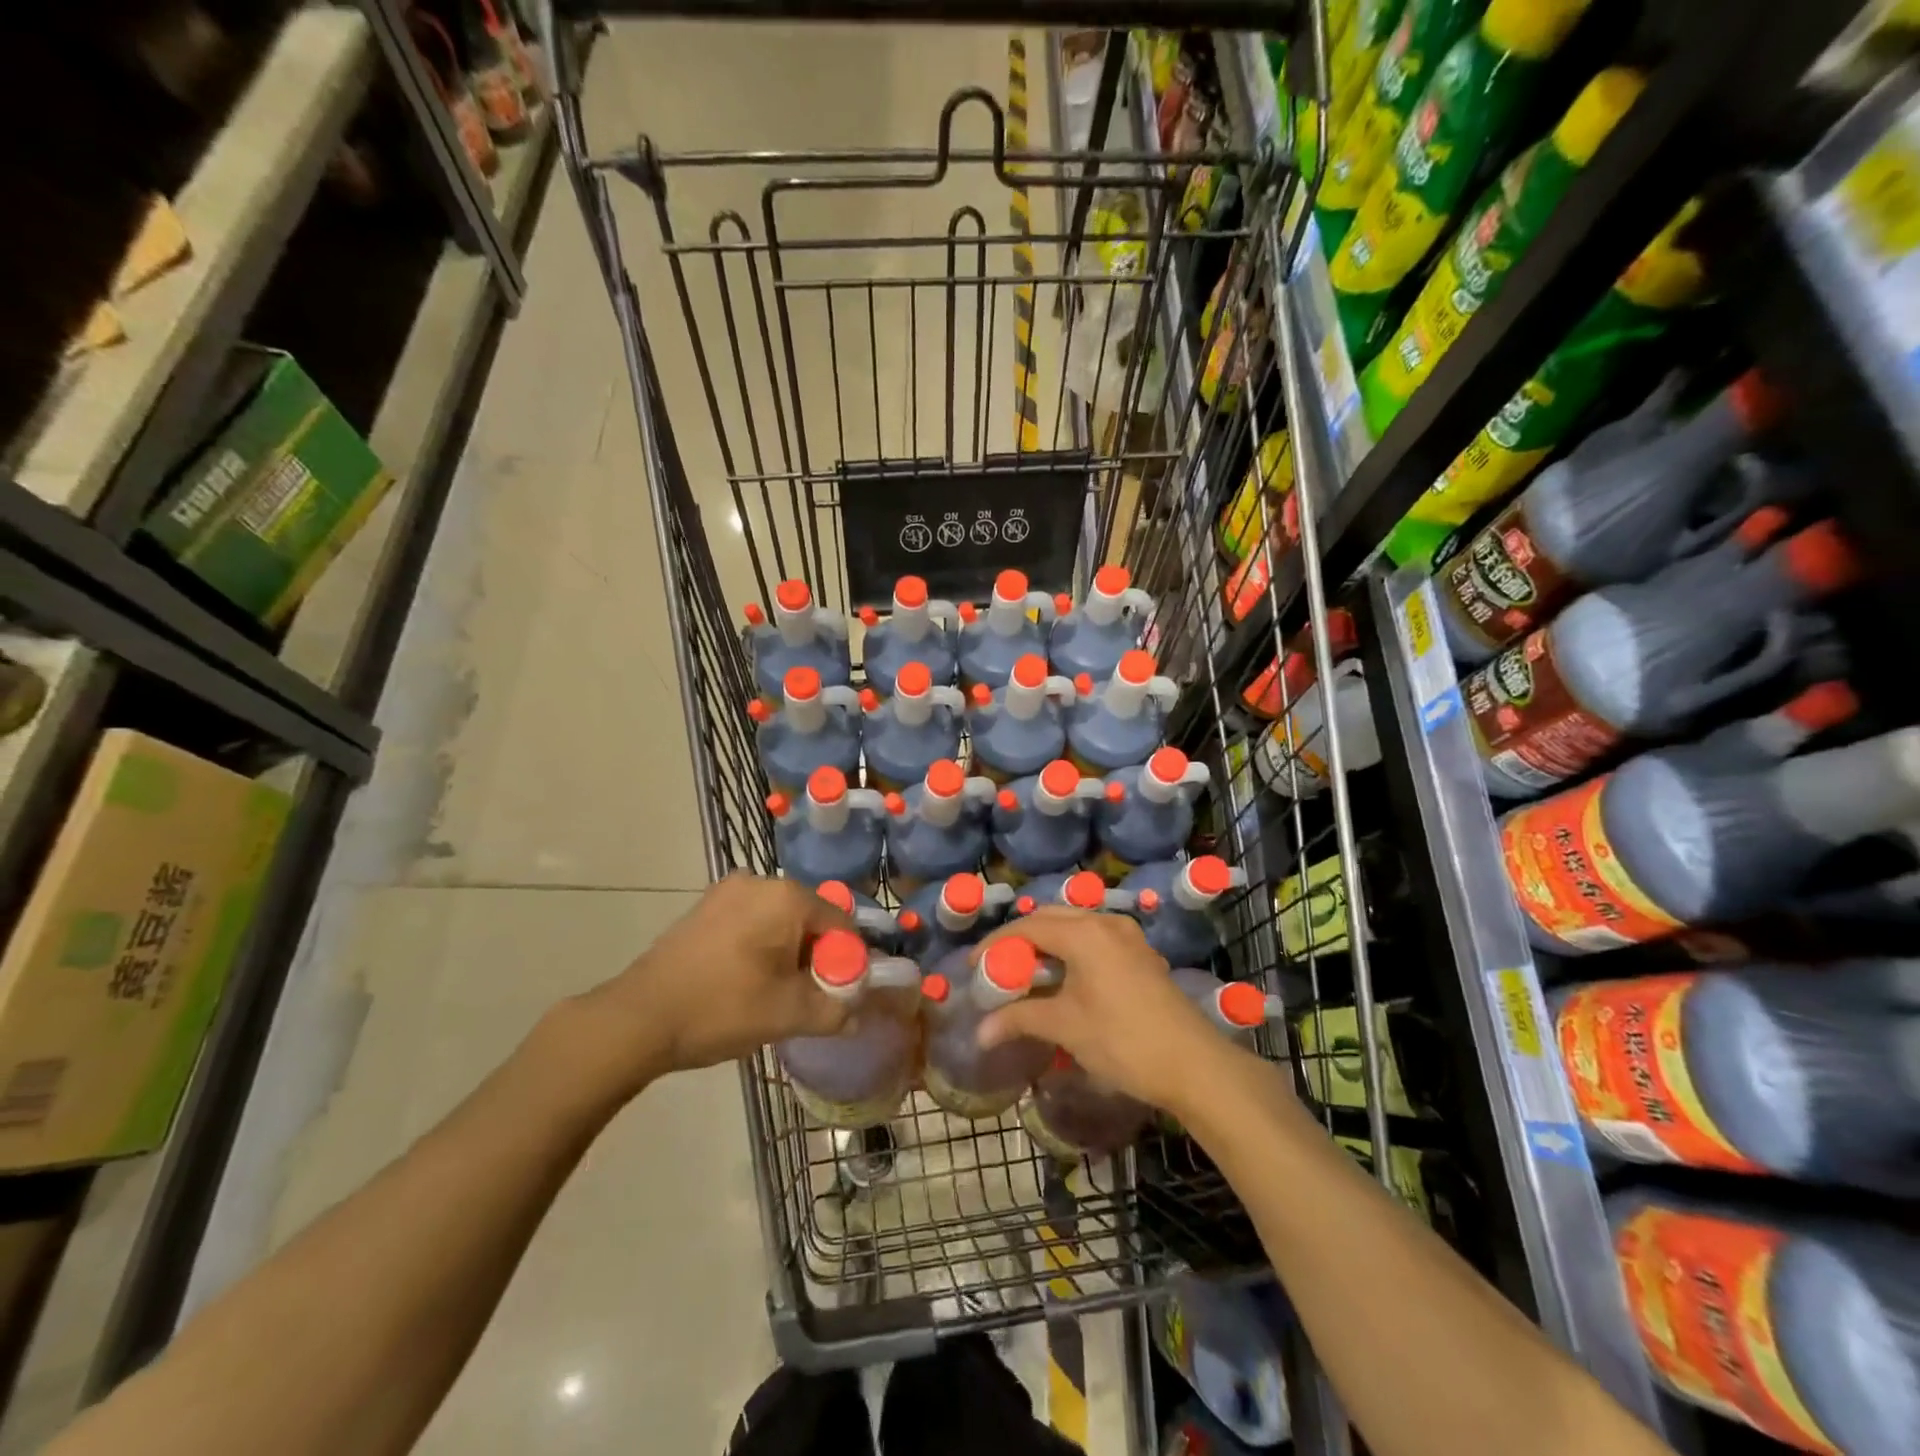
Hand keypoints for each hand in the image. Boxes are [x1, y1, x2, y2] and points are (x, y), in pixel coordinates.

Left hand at [574, 874, 852, 1089]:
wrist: (638, 1018)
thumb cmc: (721, 1008)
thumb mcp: (788, 1015)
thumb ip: (835, 1010)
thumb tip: (857, 1013)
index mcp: (787, 896)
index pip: (840, 922)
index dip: (848, 961)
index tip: (839, 995)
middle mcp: (760, 881)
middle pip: (810, 918)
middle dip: (816, 957)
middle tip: (808, 998)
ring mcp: (728, 891)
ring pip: (780, 921)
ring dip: (788, 954)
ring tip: (775, 995)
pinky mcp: (705, 908)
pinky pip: (752, 922)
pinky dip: (761, 947)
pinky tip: (746, 981)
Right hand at [974, 906, 1245, 1115]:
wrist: (1194, 1064)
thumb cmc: (1123, 1041)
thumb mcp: (1065, 1027)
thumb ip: (1019, 1019)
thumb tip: (980, 1032)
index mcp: (1084, 932)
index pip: (1028, 926)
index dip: (996, 943)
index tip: (975, 966)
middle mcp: (1106, 923)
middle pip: (1051, 918)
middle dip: (1021, 939)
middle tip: (999, 967)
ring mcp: (1128, 937)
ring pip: (1076, 926)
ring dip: (1048, 943)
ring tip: (1027, 973)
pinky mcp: (1141, 954)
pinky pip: (1095, 939)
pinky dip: (1071, 950)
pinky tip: (1065, 979)